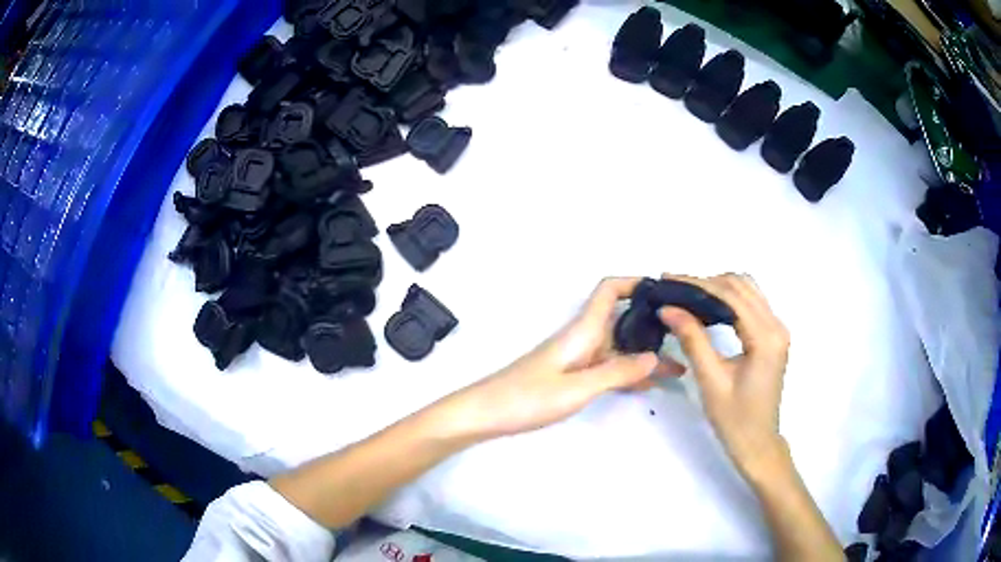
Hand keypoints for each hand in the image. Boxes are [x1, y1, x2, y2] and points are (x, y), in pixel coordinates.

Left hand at [453, 278, 683, 438]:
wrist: (486, 413)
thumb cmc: (528, 398)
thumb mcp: (578, 388)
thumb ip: (617, 372)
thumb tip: (655, 356)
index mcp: (582, 330)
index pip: (609, 290)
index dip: (635, 282)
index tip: (664, 291)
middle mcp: (582, 338)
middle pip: (622, 321)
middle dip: (652, 325)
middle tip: (685, 336)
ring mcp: (577, 358)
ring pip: (618, 348)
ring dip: (645, 355)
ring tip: (678, 367)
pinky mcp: (571, 376)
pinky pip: (608, 368)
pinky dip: (629, 373)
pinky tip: (649, 384)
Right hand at [658, 273, 790, 476]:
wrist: (757, 443)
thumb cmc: (734, 419)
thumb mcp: (711, 380)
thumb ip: (692, 339)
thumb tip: (668, 308)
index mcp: (765, 337)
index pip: (730, 295)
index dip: (697, 284)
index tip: (667, 280)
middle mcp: (777, 325)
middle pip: (741, 285)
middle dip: (706, 282)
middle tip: (673, 289)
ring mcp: (777, 329)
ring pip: (748, 290)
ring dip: (718, 287)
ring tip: (687, 296)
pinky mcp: (773, 336)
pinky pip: (751, 304)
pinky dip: (728, 299)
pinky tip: (707, 308)